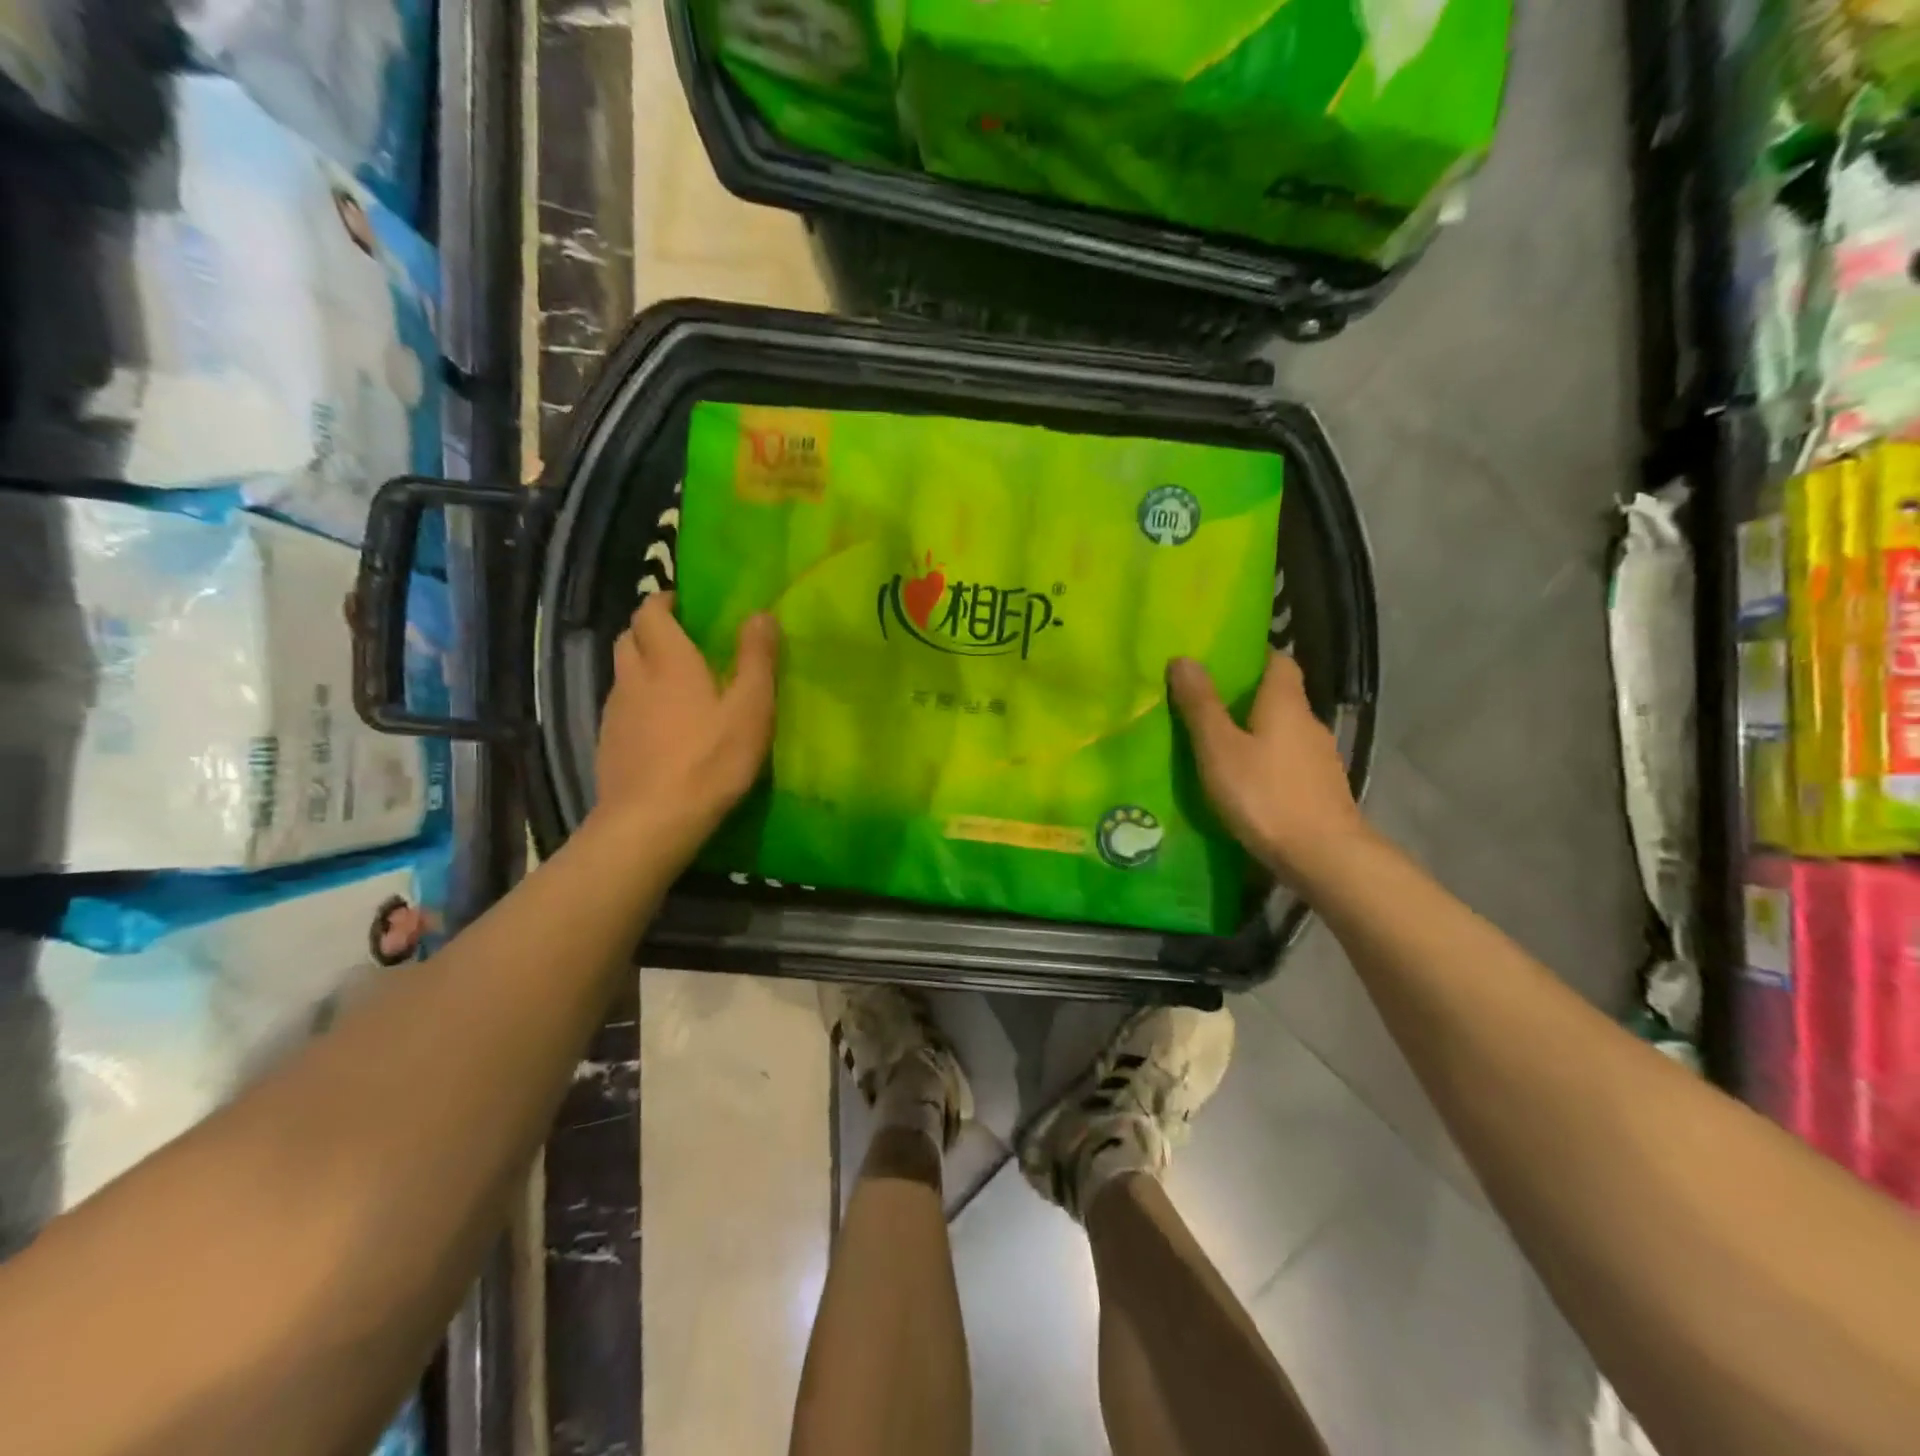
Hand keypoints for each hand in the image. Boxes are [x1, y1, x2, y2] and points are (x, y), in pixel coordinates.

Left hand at [593, 592, 778, 856]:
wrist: (652, 821)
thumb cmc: (710, 760)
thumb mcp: (751, 709)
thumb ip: (756, 659)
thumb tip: (760, 614)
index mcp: (668, 661)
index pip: (650, 612)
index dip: (663, 602)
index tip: (684, 605)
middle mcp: (633, 677)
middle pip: (628, 638)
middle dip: (650, 630)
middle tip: (681, 641)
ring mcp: (614, 712)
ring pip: (622, 673)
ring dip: (642, 666)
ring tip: (673, 684)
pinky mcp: (607, 743)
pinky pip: (620, 707)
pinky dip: (636, 702)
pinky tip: (658, 727)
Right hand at [1168, 652, 1369, 886]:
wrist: (1323, 855)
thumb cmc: (1264, 794)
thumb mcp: (1219, 748)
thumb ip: (1201, 705)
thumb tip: (1184, 658)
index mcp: (1285, 702)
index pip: (1278, 660)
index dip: (1253, 656)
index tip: (1221, 663)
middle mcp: (1309, 722)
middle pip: (1280, 696)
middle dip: (1247, 697)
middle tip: (1206, 706)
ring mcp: (1320, 758)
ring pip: (1284, 732)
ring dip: (1257, 733)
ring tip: (1220, 747)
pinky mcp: (1321, 788)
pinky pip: (1290, 762)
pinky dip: (1269, 762)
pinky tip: (1248, 782)